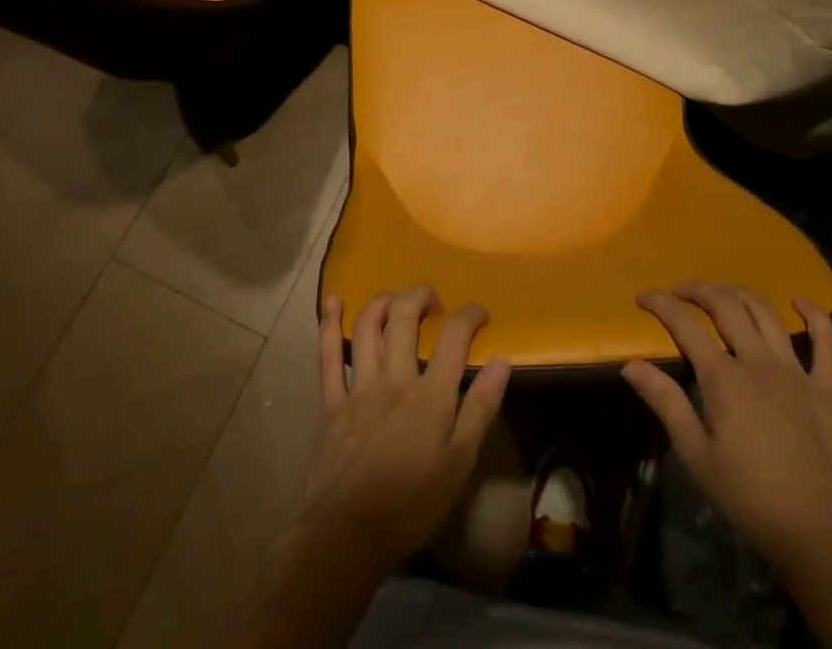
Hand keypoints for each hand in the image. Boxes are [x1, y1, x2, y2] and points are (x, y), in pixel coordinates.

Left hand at [297, 286, 513, 575]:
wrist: (346, 537)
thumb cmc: (410, 506)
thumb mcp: (458, 465)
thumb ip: (480, 409)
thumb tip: (502, 361)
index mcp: (429, 395)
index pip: (454, 337)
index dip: (470, 315)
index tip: (480, 314)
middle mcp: (394, 378)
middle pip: (405, 315)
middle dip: (421, 295)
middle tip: (433, 302)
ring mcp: (359, 387)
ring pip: (368, 325)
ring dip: (384, 301)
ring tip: (397, 300)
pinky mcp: (331, 402)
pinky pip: (328, 355)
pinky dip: (329, 323)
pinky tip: (333, 301)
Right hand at [621, 283, 831, 567]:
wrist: (818, 536)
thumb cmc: (749, 497)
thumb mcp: (696, 456)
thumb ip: (665, 403)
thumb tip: (630, 364)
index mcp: (725, 378)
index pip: (685, 324)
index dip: (661, 304)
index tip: (643, 296)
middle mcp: (759, 362)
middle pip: (726, 305)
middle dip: (699, 290)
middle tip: (681, 292)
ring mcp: (797, 372)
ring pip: (766, 313)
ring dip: (740, 294)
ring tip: (722, 294)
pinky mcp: (828, 388)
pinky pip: (826, 342)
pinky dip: (815, 315)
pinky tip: (799, 302)